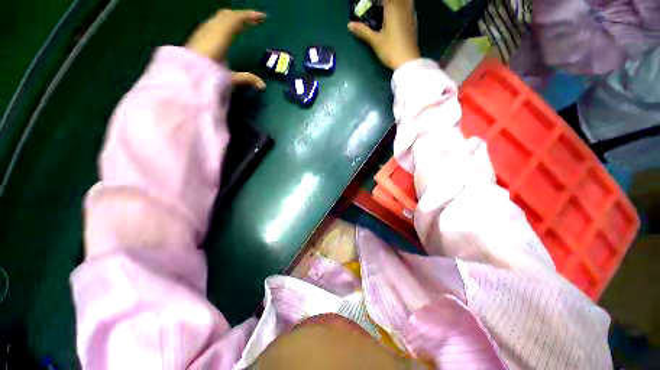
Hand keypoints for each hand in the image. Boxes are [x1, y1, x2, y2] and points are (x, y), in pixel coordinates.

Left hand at [186, 9, 266, 88]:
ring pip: (221, 18)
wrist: (184, 74)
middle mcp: (212, 28)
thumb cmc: (207, 74)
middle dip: (243, 17)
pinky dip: (225, 24)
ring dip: (234, 20)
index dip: (251, 16)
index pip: (237, 19)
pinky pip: (215, 23)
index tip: (263, 18)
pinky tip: (228, 32)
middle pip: (229, 15)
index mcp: (221, 35)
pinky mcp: (199, 35)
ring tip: (244, 26)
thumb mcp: (230, 78)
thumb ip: (246, 79)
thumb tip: (263, 85)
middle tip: (254, 22)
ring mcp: (204, 30)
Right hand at [348, 0, 419, 69]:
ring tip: (384, 10)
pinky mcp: (413, 21)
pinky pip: (408, 6)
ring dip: (394, 4)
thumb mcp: (375, 41)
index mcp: (393, 8)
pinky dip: (401, 6)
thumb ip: (363, 31)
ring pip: (404, 0)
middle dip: (384, 2)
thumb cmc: (391, 50)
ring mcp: (410, 13)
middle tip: (377, 8)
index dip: (375, 1)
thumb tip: (349, 25)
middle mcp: (403, 7)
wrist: (408, 61)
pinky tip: (394, 15)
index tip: (368, 5)